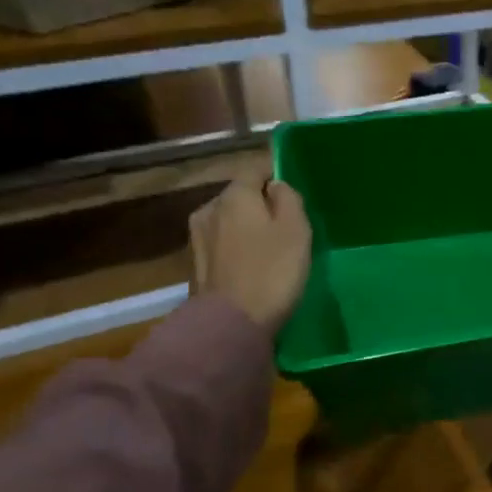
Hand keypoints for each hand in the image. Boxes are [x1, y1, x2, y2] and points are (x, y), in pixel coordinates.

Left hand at [189, 177, 311, 336]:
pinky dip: (237, 248)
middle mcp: (209, 208)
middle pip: (240, 195)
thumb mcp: (296, 229)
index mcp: (234, 194)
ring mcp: (197, 237)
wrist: (231, 323)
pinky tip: (251, 265)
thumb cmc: (272, 271)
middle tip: (287, 222)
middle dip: (261, 203)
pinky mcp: (196, 265)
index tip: (294, 189)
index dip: (276, 173)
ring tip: (270, 246)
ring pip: (229, 220)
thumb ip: (288, 198)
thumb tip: (276, 187)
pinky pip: (222, 244)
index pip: (255, 168)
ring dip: (247, 227)